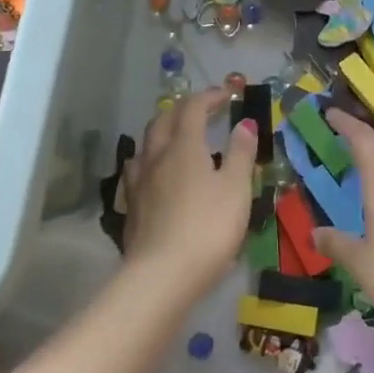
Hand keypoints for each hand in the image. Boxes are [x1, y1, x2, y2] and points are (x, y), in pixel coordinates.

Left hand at [122, 87, 257, 298]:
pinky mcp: (130, 207)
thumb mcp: (236, 189)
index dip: (210, 96)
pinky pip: (137, 170)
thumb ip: (241, 153)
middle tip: (202, 112)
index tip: (227, 96)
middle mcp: (156, 156)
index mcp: (184, 146)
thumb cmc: (208, 228)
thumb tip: (243, 123)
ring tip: (177, 139)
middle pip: (163, 120)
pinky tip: (156, 174)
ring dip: (163, 132)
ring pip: (145, 144)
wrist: (162, 276)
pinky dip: (151, 160)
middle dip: (183, 109)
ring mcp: (138, 182)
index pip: (193, 108)